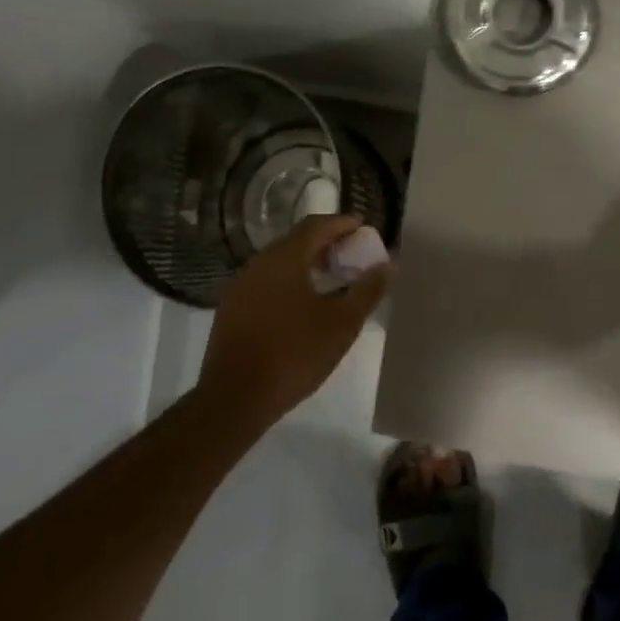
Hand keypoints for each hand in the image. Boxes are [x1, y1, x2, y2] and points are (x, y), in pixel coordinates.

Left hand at [197, 215, 392, 428]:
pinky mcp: (231, 309)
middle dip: (325, 243)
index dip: (342, 223)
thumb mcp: (342, 324)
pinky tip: (302, 304)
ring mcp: (240, 286)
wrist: (236, 396)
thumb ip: (367, 290)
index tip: (363, 227)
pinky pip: (266, 283)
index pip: (316, 226)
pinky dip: (289, 282)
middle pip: (295, 241)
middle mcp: (258, 264)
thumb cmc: (295, 354)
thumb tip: (388, 265)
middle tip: (351, 254)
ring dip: (306, 263)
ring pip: (278, 263)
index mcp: (284, 259)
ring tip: (332, 278)